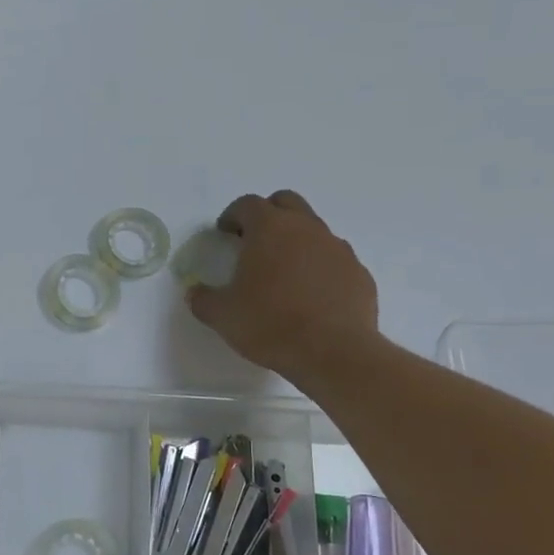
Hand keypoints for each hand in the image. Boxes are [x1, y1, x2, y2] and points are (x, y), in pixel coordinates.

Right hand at [187, 190, 379, 383]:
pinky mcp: (359, 273)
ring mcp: (338, 248)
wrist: (334, 353)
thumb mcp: (223, 315)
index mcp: (270, 228)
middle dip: (268, 214)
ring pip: (314, 229)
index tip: (225, 233)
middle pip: (286, 202)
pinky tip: (312, 295)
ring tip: (284, 272)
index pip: (248, 204)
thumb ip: (203, 299)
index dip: (232, 215)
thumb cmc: (271, 324)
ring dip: (297, 240)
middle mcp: (306, 228)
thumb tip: (194, 292)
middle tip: (254, 240)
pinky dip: (321, 267)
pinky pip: (335, 260)